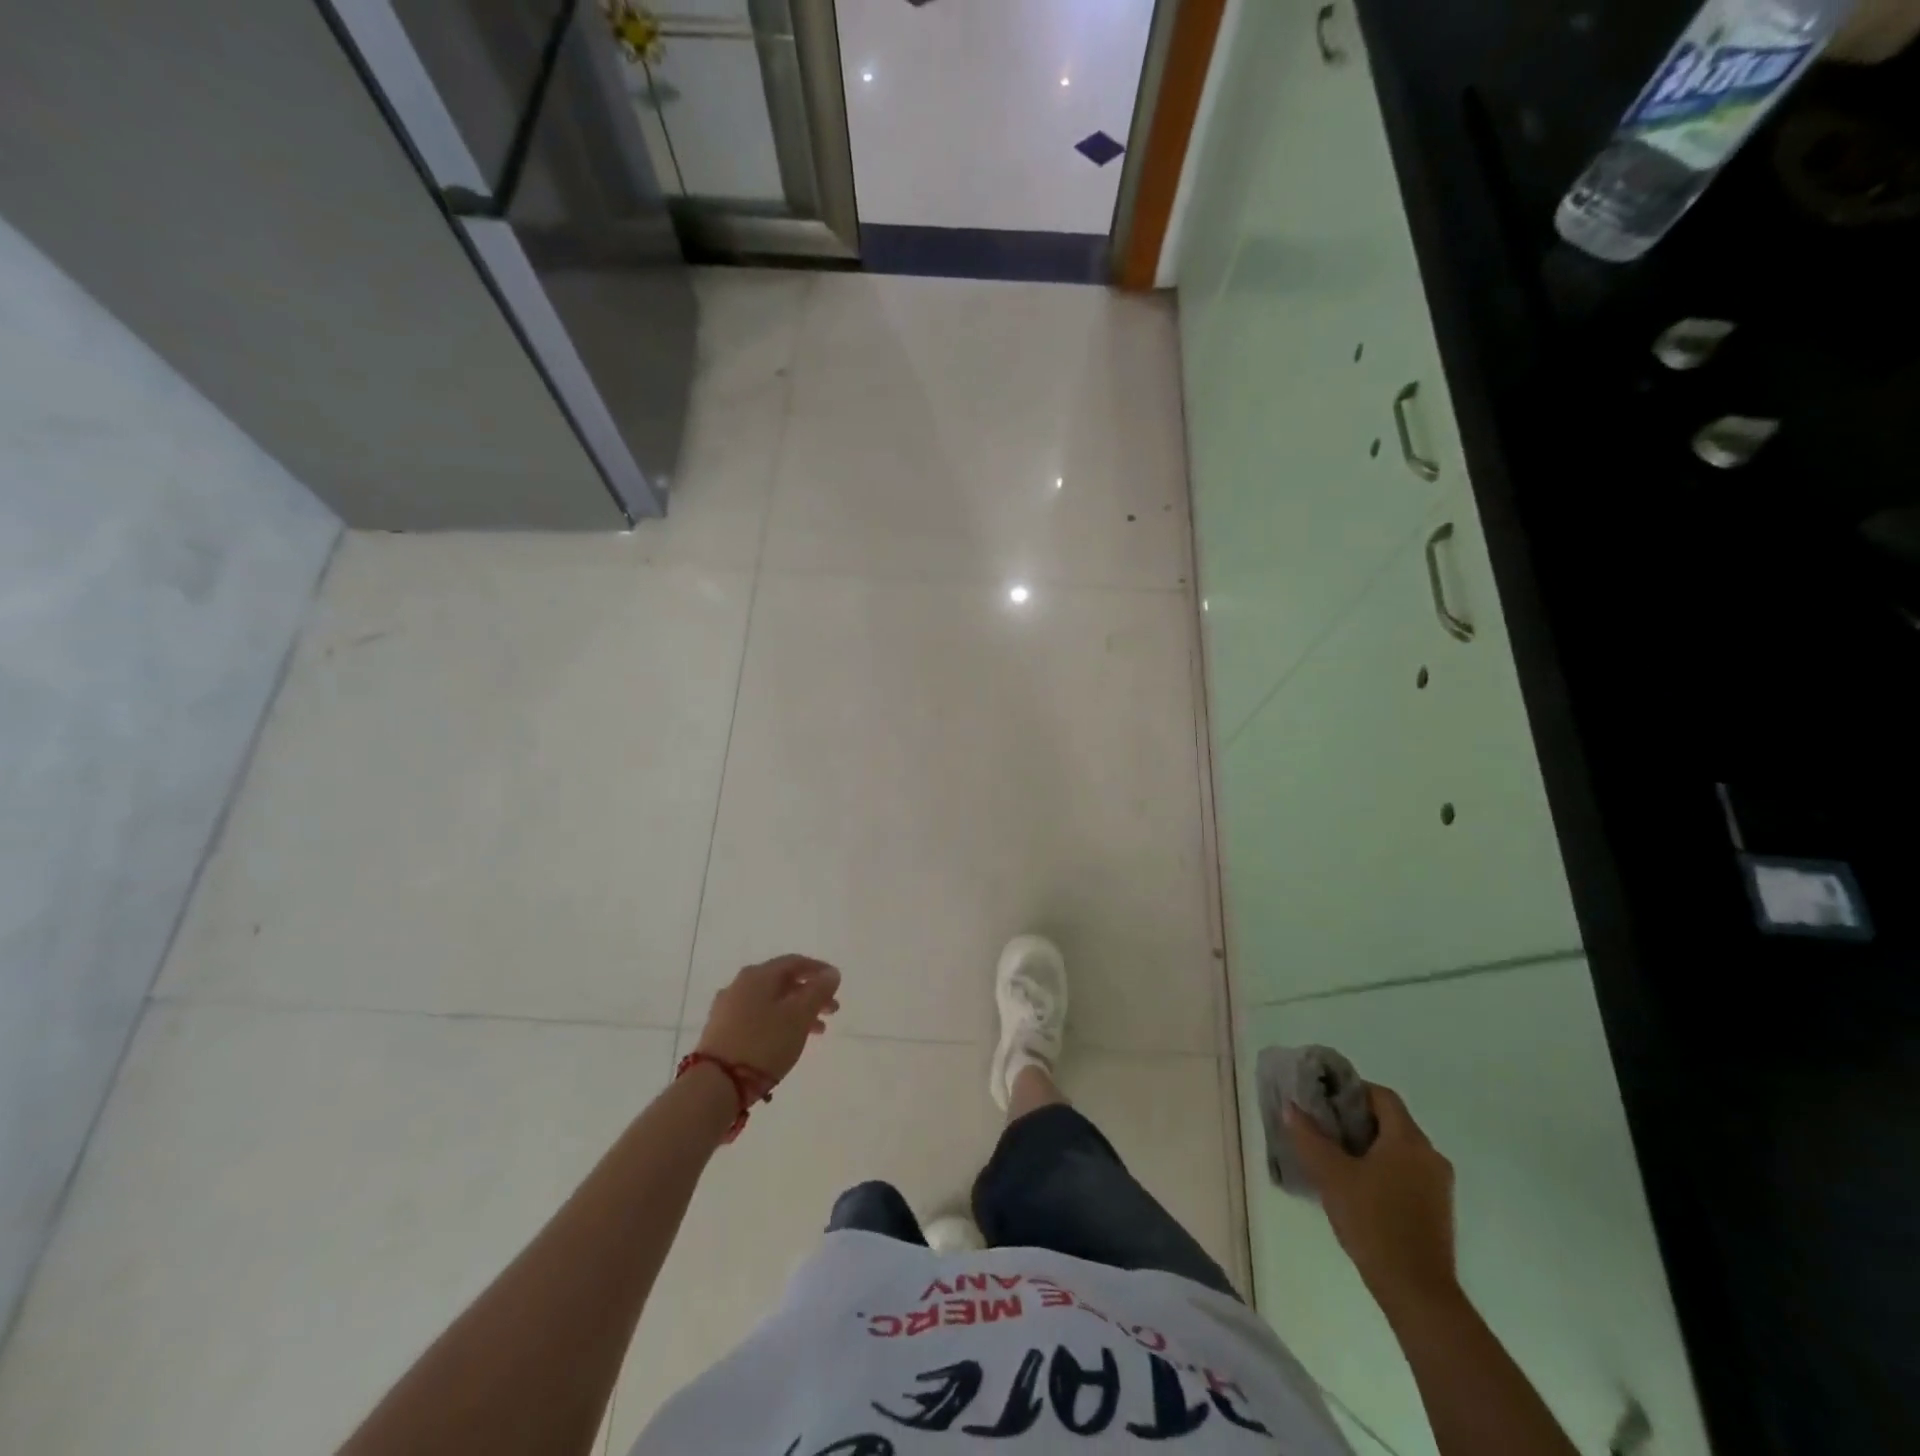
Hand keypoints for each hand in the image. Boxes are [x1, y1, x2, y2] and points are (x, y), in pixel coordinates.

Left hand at [695, 954, 841, 1083]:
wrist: (715, 1084)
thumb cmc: (763, 1044)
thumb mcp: (799, 1016)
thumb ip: (818, 991)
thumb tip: (831, 973)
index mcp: (759, 975)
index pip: (795, 962)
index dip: (819, 970)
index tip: (837, 983)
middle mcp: (741, 984)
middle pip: (783, 982)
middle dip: (810, 994)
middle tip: (831, 1011)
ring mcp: (727, 1007)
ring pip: (770, 1001)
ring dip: (796, 1011)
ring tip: (816, 1032)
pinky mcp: (720, 1030)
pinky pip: (757, 1017)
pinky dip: (777, 1022)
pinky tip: (787, 1039)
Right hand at [1286, 1083, 1457, 1314]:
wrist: (1417, 1291)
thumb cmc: (1373, 1222)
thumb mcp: (1331, 1175)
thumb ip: (1309, 1137)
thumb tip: (1292, 1107)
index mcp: (1409, 1140)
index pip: (1381, 1096)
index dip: (1351, 1091)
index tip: (1324, 1100)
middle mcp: (1430, 1155)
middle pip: (1391, 1121)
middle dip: (1356, 1120)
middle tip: (1324, 1127)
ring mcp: (1438, 1185)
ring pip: (1399, 1148)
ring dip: (1369, 1146)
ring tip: (1336, 1158)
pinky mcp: (1438, 1210)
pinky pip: (1408, 1172)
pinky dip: (1383, 1168)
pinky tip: (1359, 1187)